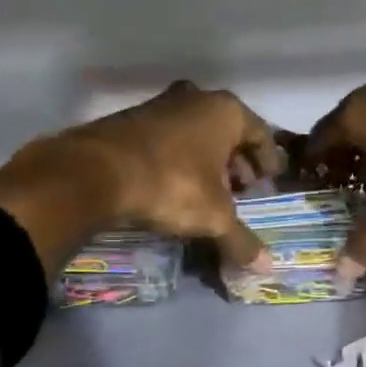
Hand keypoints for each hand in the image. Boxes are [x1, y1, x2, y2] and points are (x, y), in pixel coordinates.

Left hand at [0, 82, 286, 272]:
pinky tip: (173, 185)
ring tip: (208, 191)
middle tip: (241, 189)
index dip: (268, 160)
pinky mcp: (129, 119)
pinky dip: (178, 158)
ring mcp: (159, 105)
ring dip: (205, 160)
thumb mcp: (213, 217)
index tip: (269, 181)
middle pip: (227, 131)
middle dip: (236, 161)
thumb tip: (266, 268)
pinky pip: (167, 138)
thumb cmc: (171, 185)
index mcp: (225, 110)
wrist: (95, 173)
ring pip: (195, 133)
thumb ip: (241, 240)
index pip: (260, 133)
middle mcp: (195, 98)